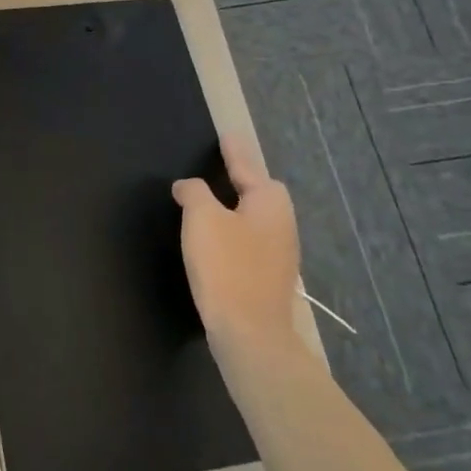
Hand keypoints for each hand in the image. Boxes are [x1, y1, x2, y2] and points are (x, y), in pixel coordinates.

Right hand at [173, 139, 302, 356]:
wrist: (250, 334)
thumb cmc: (226, 266)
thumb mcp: (202, 218)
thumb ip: (194, 192)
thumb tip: (189, 186)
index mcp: (269, 203)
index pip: (248, 167)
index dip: (234, 152)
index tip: (227, 136)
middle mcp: (282, 224)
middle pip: (260, 192)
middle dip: (240, 180)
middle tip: (216, 170)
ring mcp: (279, 254)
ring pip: (255, 218)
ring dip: (235, 209)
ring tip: (209, 203)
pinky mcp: (269, 278)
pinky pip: (250, 241)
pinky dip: (234, 233)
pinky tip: (215, 241)